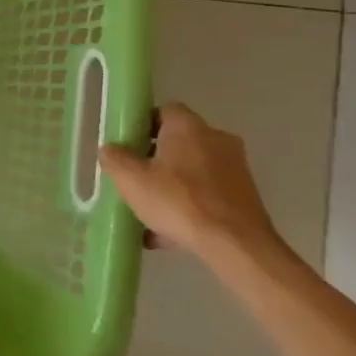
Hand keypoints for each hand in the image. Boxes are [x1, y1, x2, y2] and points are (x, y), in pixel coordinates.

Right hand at [100, 103, 282, 261]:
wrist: (236, 246)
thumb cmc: (178, 201)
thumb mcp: (131, 179)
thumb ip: (115, 159)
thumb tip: (111, 149)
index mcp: (189, 127)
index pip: (164, 110)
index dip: (143, 124)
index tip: (127, 144)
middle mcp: (216, 140)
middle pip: (178, 142)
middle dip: (155, 159)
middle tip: (135, 178)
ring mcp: (235, 169)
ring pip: (192, 171)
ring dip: (171, 186)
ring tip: (148, 212)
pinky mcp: (245, 197)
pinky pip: (207, 194)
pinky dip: (189, 207)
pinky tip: (168, 234)